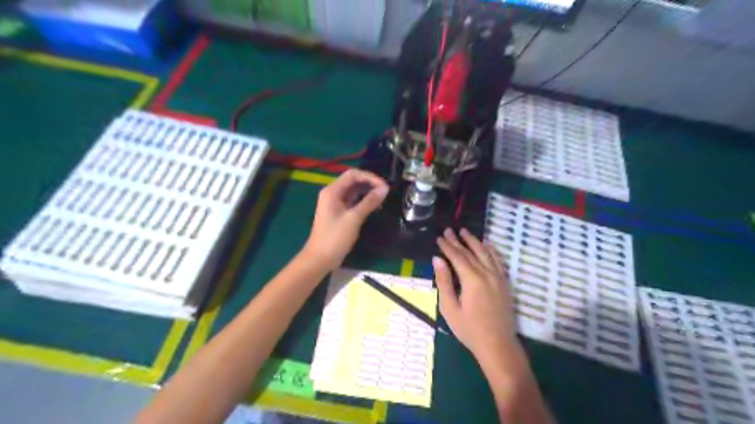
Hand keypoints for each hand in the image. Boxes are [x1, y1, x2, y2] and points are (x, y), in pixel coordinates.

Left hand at [303, 167, 388, 268]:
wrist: (320, 258)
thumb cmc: (335, 238)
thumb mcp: (354, 218)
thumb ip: (369, 202)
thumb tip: (385, 189)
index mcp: (332, 191)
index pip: (353, 174)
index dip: (370, 177)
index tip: (385, 186)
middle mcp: (332, 193)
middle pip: (353, 181)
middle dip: (369, 183)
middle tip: (386, 191)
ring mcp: (334, 203)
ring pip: (353, 191)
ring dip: (367, 191)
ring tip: (382, 197)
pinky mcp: (338, 212)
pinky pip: (352, 200)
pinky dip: (363, 200)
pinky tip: (374, 205)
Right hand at [433, 230, 522, 365]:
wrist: (498, 345)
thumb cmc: (469, 329)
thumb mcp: (450, 308)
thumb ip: (443, 281)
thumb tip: (437, 259)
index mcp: (472, 279)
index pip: (457, 256)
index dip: (447, 246)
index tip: (439, 237)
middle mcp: (486, 273)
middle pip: (470, 252)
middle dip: (458, 240)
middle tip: (448, 230)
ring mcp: (498, 277)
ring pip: (485, 253)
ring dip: (474, 241)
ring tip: (465, 231)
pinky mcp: (505, 282)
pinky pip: (498, 260)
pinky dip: (491, 250)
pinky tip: (487, 244)